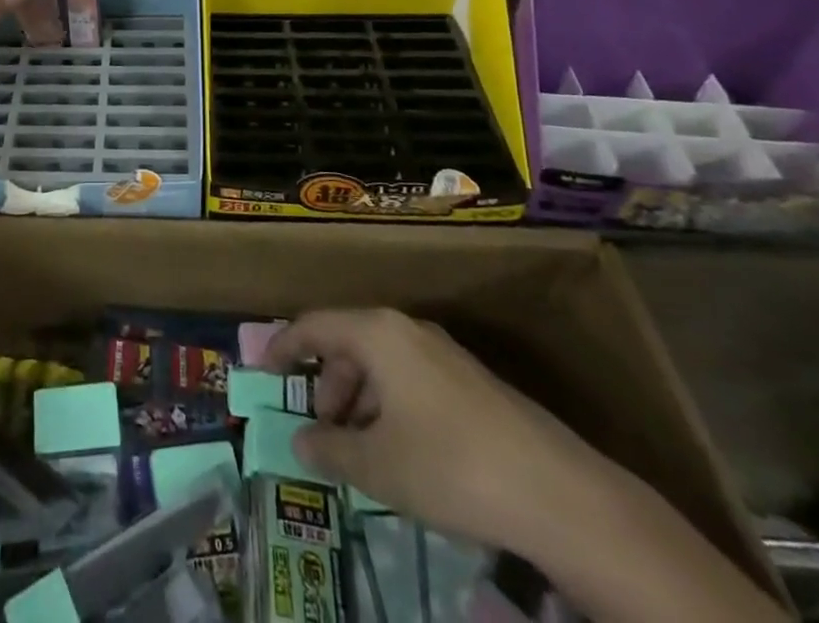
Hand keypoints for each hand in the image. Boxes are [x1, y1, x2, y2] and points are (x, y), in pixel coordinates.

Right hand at [263, 309, 603, 551]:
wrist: (558, 493)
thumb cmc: (449, 466)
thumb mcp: (378, 466)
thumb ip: (330, 450)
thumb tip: (300, 441)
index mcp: (378, 333)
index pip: (313, 326)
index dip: (282, 347)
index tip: (260, 372)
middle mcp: (407, 330)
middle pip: (348, 345)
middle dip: (326, 387)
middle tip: (320, 434)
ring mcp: (443, 353)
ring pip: (381, 365)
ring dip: (359, 402)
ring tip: (359, 454)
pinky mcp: (470, 382)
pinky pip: (409, 380)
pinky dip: (389, 408)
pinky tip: (400, 454)